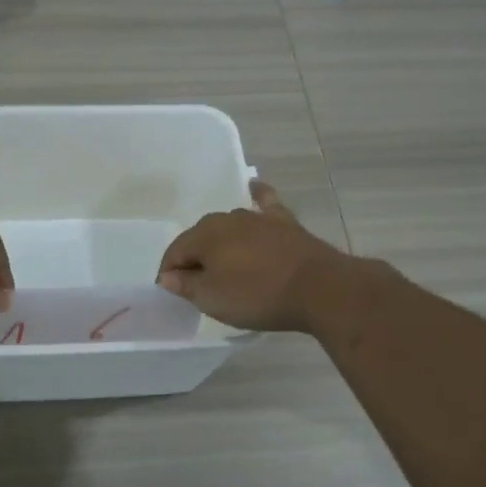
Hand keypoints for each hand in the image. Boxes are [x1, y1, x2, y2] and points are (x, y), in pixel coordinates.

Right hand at [156, 181, 349, 331]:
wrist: (317, 288)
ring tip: (224, 264)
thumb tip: (167, 275)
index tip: (175, 294)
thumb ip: (185, 285)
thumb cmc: (257, 296)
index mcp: (203, 236)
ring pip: (228, 226)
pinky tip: (254, 188)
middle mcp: (226, 218)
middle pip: (200, 238)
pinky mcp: (283, 222)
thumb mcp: (212, 299)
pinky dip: (257, 196)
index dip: (170, 274)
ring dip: (221, 242)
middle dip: (194, 259)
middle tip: (200, 285)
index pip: (175, 252)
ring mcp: (257, 217)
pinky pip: (264, 202)